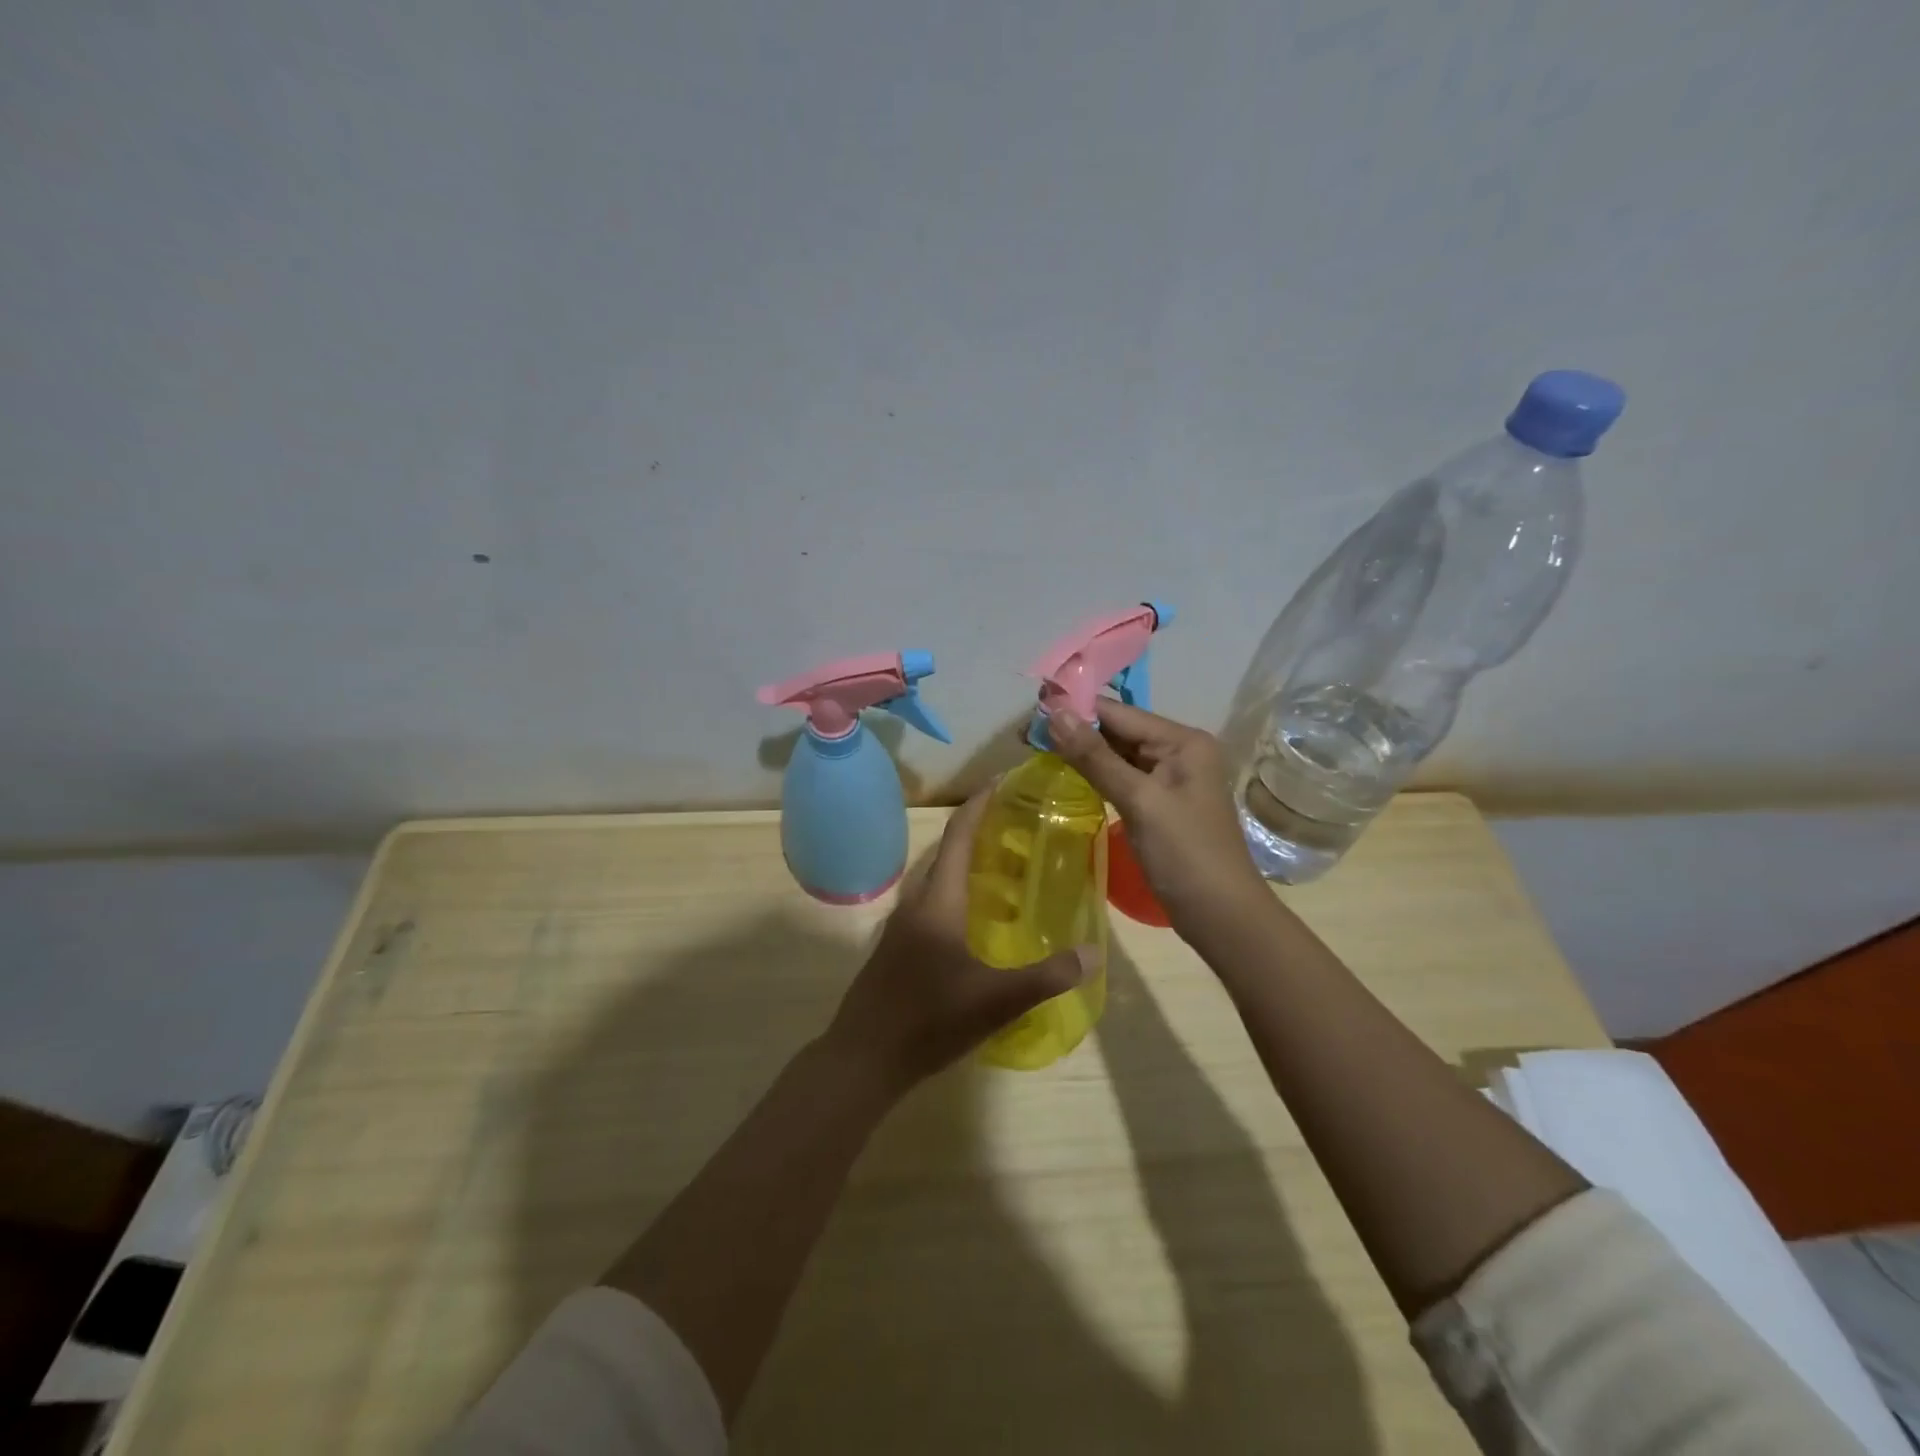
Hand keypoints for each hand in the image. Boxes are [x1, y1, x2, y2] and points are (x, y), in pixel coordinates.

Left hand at [822, 787, 1093, 1095]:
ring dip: (967, 864)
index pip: (959, 836)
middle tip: (1019, 827)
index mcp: (938, 900)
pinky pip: (931, 903)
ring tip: (1005, 869)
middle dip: (979, 831)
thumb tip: (1093, 954)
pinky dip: (957, 894)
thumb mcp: (995, 1000)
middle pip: (948, 852)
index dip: (980, 804)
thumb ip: (1046, 976)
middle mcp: (917, 902)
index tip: (1003, 780)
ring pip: (938, 880)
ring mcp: (902, 926)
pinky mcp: (897, 947)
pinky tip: (978, 920)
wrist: (863, 1057)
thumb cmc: (928, 1019)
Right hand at [1049, 699, 1269, 938]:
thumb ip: (1095, 756)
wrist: (1221, 916)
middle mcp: (1178, 751)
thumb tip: (1055, 712)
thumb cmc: (1185, 853)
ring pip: (1117, 755)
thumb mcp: (1139, 800)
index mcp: (1182, 741)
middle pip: (1118, 731)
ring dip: (1081, 752)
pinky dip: (1095, 775)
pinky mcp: (1159, 804)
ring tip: (1037, 748)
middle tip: (1025, 734)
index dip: (1076, 709)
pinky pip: (1122, 778)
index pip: (1120, 713)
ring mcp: (1170, 779)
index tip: (1031, 711)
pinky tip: (1067, 773)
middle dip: (1075, 730)